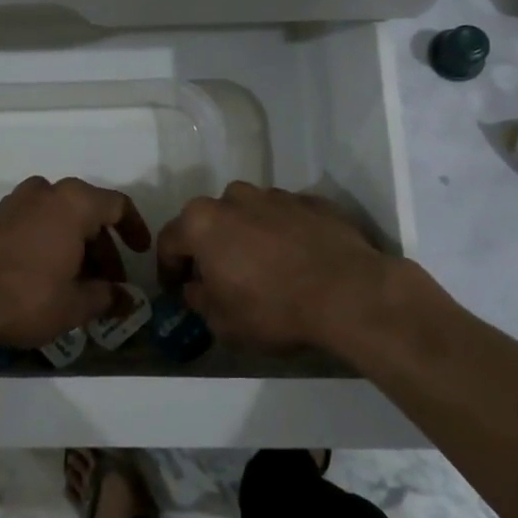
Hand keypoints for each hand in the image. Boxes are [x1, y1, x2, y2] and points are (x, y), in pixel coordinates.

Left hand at [0, 177, 151, 351]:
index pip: (117, 205)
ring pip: (57, 219)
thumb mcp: (73, 305)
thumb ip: (106, 298)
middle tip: (108, 282)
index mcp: (72, 202)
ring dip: (74, 246)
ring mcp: (13, 203)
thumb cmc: (26, 296)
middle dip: (102, 248)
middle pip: (86, 212)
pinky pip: (33, 225)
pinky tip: (46, 278)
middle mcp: (44, 193)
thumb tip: (127, 300)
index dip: (134, 229)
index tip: (140, 253)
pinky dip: (48, 244)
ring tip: (78, 284)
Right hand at [156, 183, 441, 356]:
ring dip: (246, 235)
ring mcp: (275, 195)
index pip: (169, 241)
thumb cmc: (273, 309)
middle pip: (208, 220)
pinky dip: (282, 233)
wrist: (349, 293)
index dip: (168, 268)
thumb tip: (197, 287)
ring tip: (262, 266)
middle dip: (208, 246)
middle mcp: (233, 198)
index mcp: (202, 223)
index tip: (176, 288)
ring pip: (248, 213)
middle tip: (218, 275)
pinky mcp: (312, 201)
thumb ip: (199, 300)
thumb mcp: (222, 321)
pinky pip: (285, 217)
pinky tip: (296, 260)